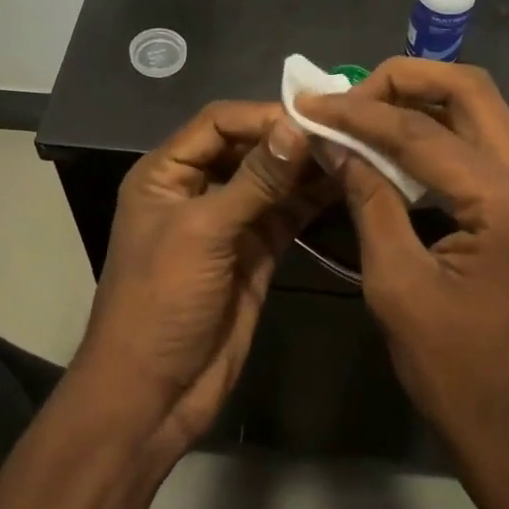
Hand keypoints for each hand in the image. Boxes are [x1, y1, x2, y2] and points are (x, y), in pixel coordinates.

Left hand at [73, 102, 329, 455]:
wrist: (154, 392)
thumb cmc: (161, 302)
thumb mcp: (203, 233)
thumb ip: (254, 180)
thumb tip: (297, 126)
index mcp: (166, 173)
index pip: (218, 123)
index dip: (262, 115)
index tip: (313, 115)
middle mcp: (197, 189)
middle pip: (248, 147)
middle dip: (291, 138)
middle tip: (345, 129)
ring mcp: (229, 223)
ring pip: (272, 181)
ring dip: (307, 168)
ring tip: (354, 151)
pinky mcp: (255, 253)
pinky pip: (286, 215)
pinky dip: (311, 201)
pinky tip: (345, 183)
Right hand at [295, 59, 508, 463]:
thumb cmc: (452, 368)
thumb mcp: (396, 283)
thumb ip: (368, 200)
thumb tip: (333, 142)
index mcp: (507, 204)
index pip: (423, 132)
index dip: (360, 114)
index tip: (311, 105)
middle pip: (471, 91)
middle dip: (403, 82)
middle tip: (346, 97)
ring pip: (480, 110)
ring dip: (420, 102)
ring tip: (362, 113)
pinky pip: (482, 143)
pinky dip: (437, 132)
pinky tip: (394, 146)